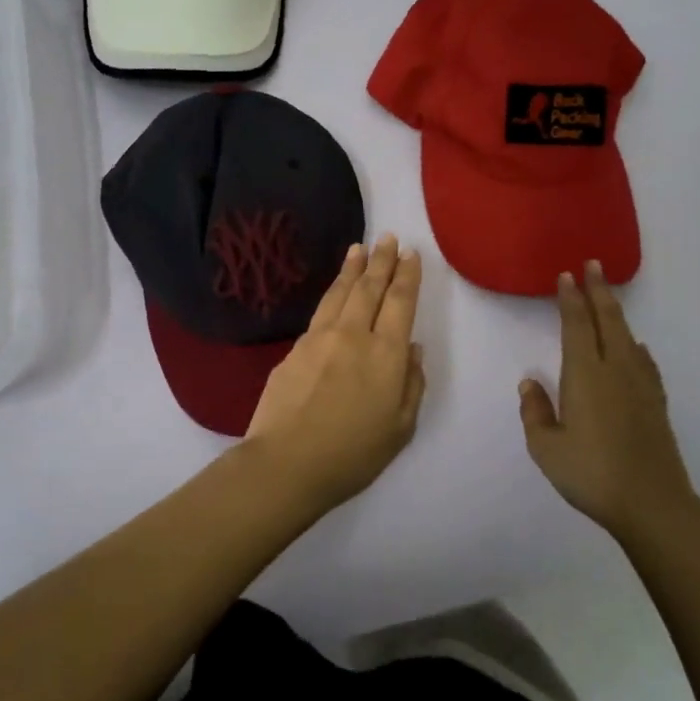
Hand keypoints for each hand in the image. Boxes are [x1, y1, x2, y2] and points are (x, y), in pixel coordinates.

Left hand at [244, 234, 427, 510]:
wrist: (286, 463)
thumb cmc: (352, 454)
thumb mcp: (400, 428)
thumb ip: (411, 385)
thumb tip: (413, 350)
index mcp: (386, 354)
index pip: (400, 303)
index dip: (407, 276)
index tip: (411, 254)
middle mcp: (353, 335)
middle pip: (369, 288)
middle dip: (381, 260)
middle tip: (387, 237)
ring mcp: (319, 338)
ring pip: (340, 293)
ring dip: (352, 269)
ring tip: (358, 249)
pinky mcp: (294, 349)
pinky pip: (320, 313)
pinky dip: (332, 295)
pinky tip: (334, 293)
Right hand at [519, 260, 699, 541]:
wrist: (652, 502)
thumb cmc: (591, 474)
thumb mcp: (546, 448)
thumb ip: (535, 412)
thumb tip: (530, 383)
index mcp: (585, 375)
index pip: (577, 325)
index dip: (571, 299)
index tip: (567, 276)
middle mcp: (615, 370)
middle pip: (609, 320)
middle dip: (599, 291)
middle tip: (593, 265)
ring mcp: (640, 385)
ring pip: (629, 336)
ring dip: (617, 312)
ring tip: (609, 297)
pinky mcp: (656, 403)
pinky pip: (645, 361)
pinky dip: (637, 346)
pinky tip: (637, 348)